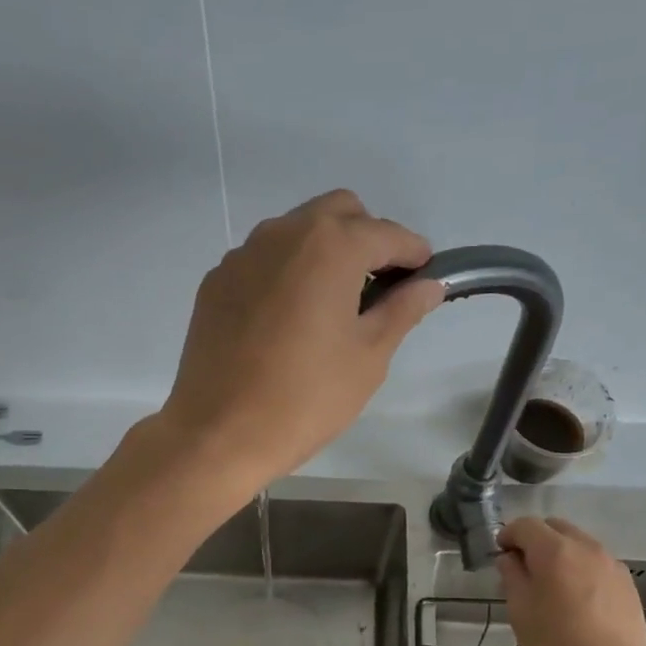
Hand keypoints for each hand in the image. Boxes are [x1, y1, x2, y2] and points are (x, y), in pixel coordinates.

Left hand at [159, 190, 445, 490]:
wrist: (219, 433)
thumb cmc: (306, 398)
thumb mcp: (368, 357)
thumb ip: (402, 310)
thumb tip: (429, 285)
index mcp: (330, 246)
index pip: (386, 233)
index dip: (413, 253)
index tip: (425, 276)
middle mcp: (283, 234)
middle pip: (339, 213)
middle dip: (367, 238)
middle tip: (379, 286)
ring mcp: (242, 255)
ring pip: (296, 231)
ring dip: (324, 250)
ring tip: (333, 303)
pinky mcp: (216, 282)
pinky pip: (263, 260)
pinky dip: (286, 272)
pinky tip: (288, 319)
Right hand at [497, 517, 645, 645]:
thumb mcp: (520, 612)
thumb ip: (512, 577)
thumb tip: (510, 559)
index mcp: (555, 550)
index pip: (525, 525)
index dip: (508, 535)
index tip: (501, 555)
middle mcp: (586, 547)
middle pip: (555, 528)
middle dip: (535, 541)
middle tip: (524, 569)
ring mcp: (612, 565)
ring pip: (579, 544)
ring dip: (560, 554)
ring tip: (552, 587)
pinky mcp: (628, 585)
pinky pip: (597, 564)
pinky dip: (581, 570)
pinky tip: (578, 601)